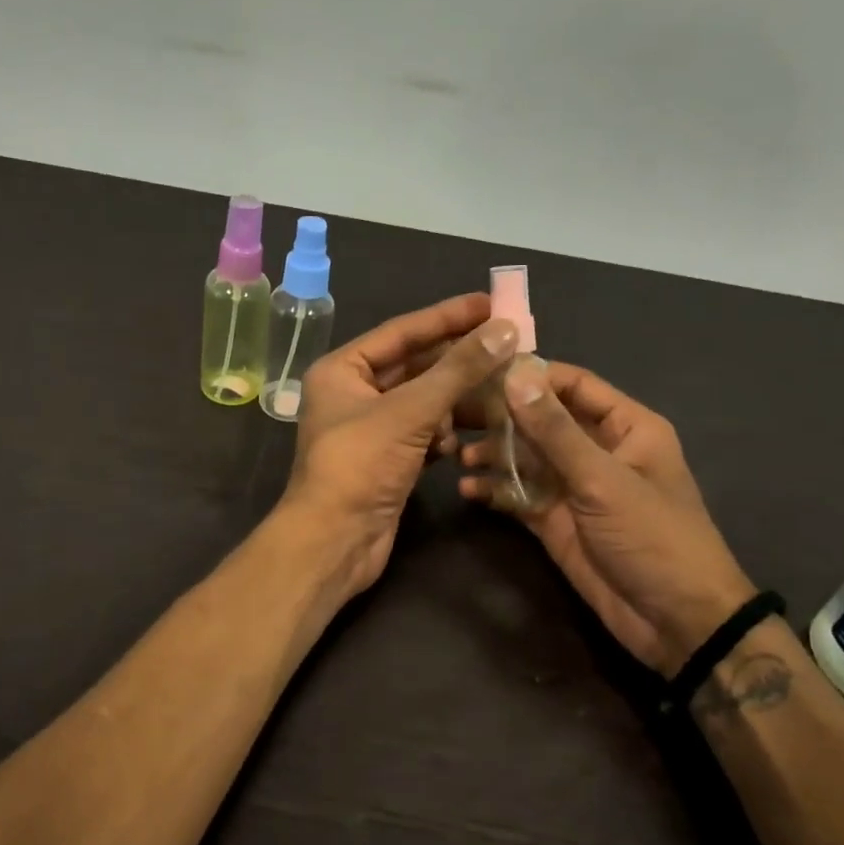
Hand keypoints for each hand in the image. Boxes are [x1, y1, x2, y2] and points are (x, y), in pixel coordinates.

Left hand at [283, 293, 517, 598]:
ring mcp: (370, 429)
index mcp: (342, 370)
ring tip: (498, 396)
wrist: (335, 541)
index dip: (447, 317)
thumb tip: (505, 330)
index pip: (402, 332)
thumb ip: (458, 369)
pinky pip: (423, 433)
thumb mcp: (410, 411)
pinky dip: (443, 435)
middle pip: (416, 366)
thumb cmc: (360, 465)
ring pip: (423, 402)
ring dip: (455, 402)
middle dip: (459, 362)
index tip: (491, 303)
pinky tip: (459, 443)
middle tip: (509, 347)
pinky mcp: (386, 460)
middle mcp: (353, 394)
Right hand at [458, 362, 754, 674]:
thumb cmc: (653, 537)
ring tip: (457, 455)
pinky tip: (468, 491)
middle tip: (454, 413)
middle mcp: (596, 450)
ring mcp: (573, 487)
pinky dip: (495, 491)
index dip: (530, 375)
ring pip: (525, 458)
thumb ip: (555, 430)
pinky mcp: (555, 521)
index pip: (572, 385)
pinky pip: (519, 496)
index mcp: (625, 427)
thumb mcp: (603, 480)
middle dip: (500, 417)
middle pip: (542, 421)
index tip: (481, 370)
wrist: (675, 621)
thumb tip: (515, 374)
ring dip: (493, 455)